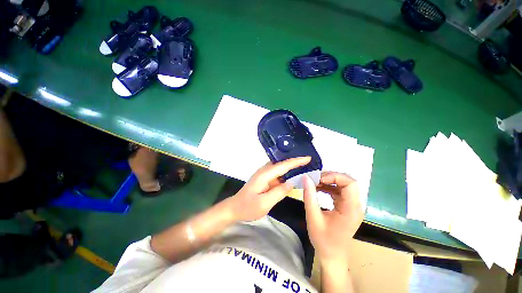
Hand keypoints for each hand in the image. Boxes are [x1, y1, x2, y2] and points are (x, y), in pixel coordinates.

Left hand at [225, 156, 310, 221]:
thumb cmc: (247, 207)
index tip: (308, 158)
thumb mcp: (264, 203)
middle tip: (309, 162)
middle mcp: (265, 171)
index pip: (283, 165)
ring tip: (305, 167)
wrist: (234, 208)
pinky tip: (293, 177)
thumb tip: (291, 183)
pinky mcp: (264, 179)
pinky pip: (278, 174)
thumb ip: (279, 192)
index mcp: (265, 175)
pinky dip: (286, 173)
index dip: (296, 161)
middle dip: (295, 161)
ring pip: (280, 168)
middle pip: (282, 164)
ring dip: (291, 167)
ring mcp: (264, 174)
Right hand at [303, 172, 363, 263]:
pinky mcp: (347, 207)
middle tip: (315, 179)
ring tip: (314, 183)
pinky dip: (329, 187)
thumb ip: (309, 196)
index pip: (350, 184)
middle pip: (348, 182)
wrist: (332, 255)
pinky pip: (339, 191)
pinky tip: (318, 189)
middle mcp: (355, 206)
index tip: (319, 179)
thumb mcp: (313, 217)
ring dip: (329, 181)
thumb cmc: (323, 239)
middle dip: (331, 177)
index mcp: (351, 209)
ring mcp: (352, 206)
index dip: (335, 177)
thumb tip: (306, 177)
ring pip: (343, 185)